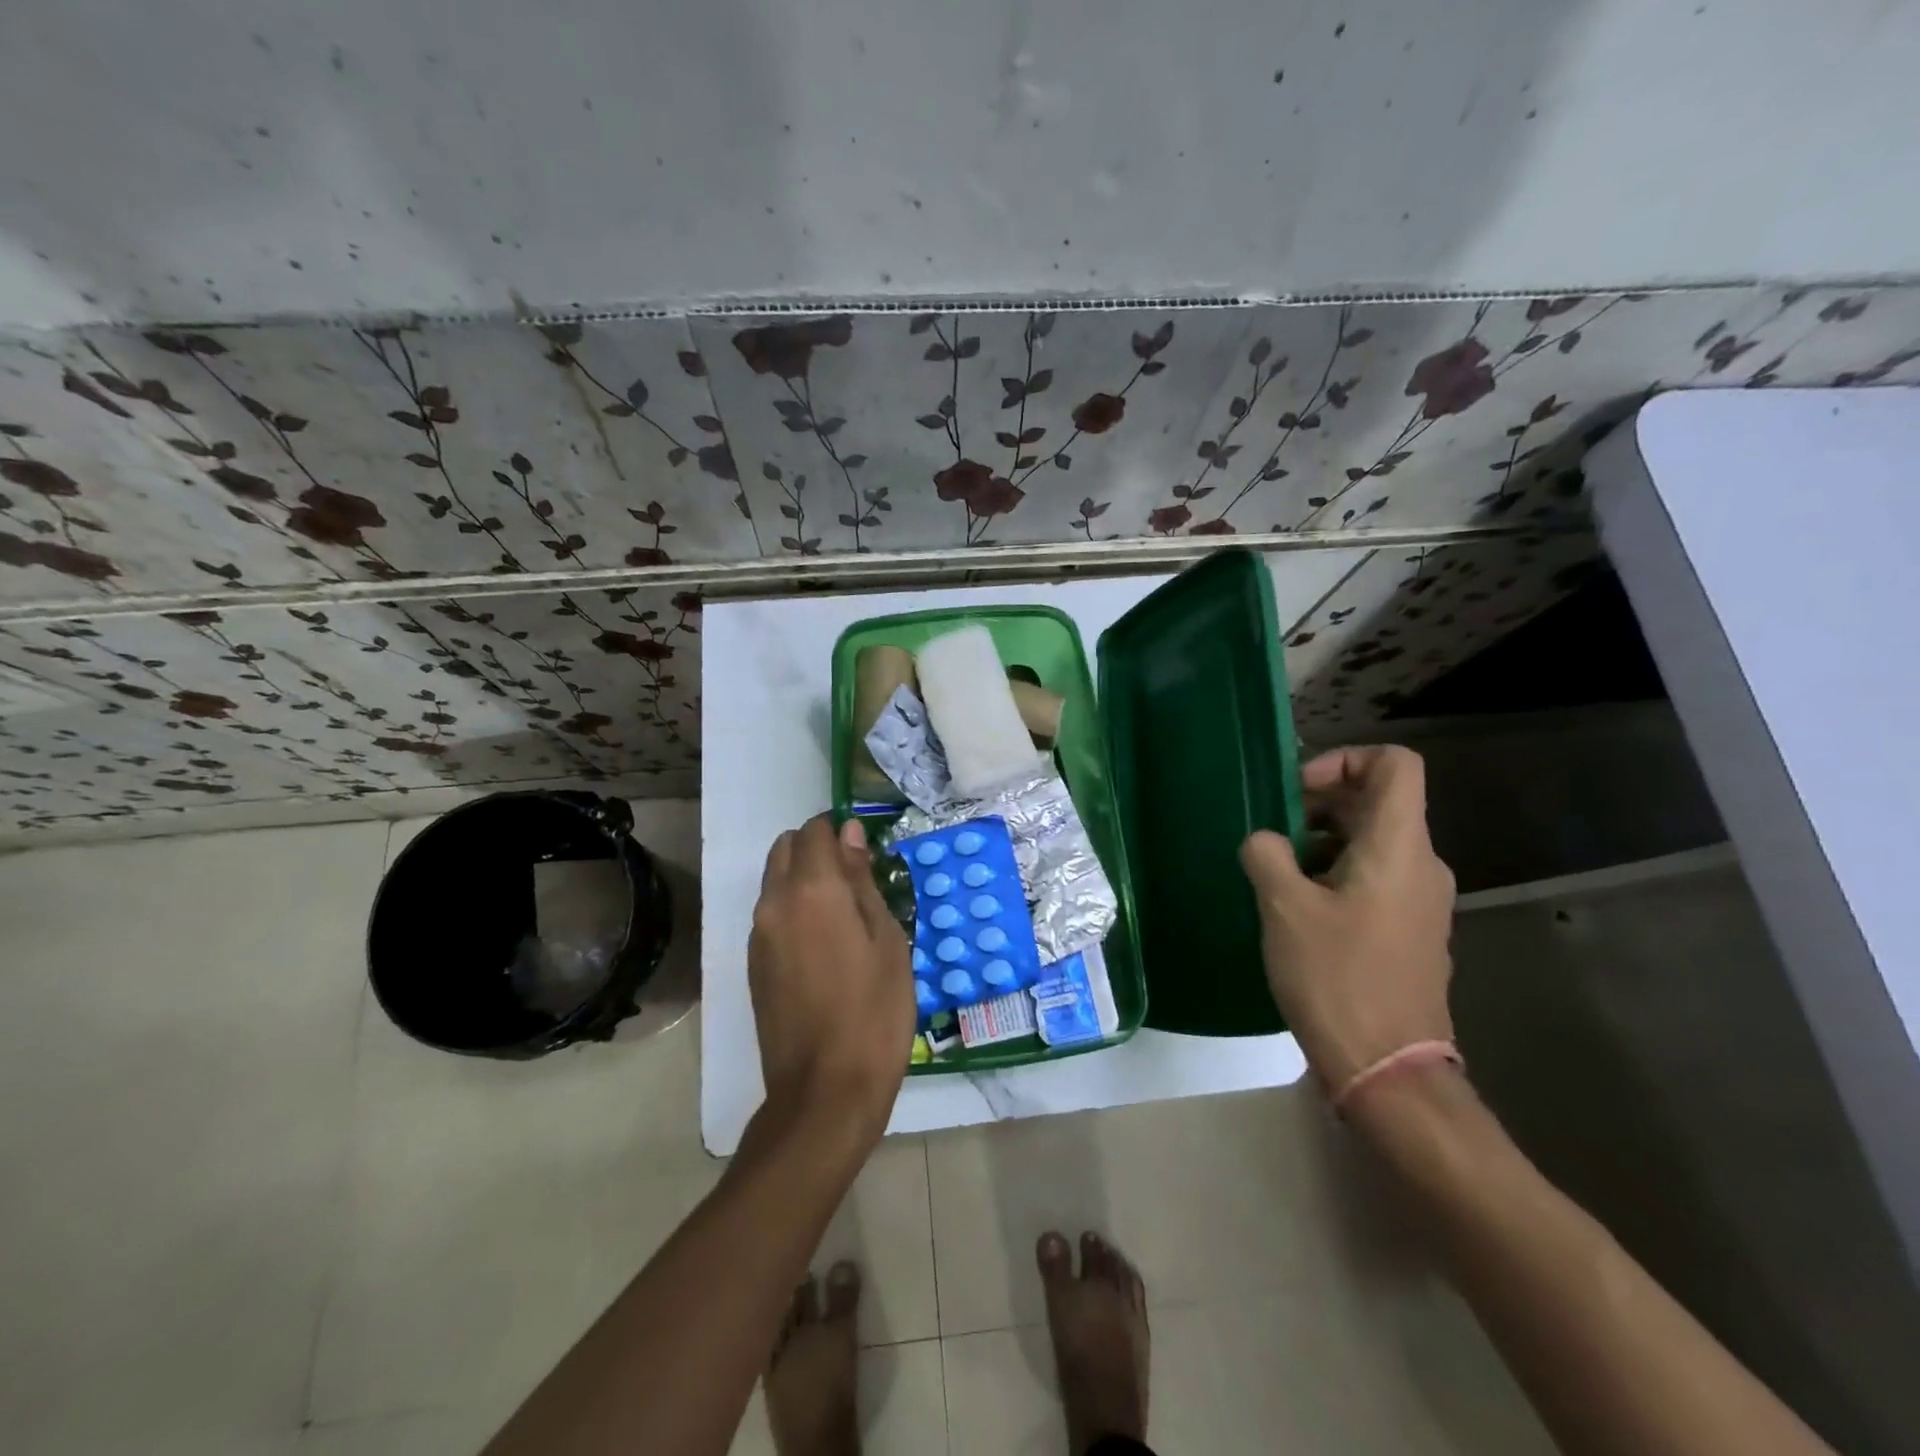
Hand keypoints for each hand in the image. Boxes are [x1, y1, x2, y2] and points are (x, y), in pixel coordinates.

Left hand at [748, 816, 913, 1144]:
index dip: (840, 831)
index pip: (815, 831)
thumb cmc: (873, 1012)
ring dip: (803, 880)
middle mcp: (775, 902)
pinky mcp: (752, 964)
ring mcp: (758, 935)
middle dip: (816, 850)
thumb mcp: (886, 940)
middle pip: (786, 849)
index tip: (865, 853)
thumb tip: (850, 833)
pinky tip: (823, 946)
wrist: (825, 1091)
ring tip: (842, 917)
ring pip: (775, 881)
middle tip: (855, 882)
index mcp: (813, 890)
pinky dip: (792, 910)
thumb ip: (862, 880)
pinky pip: (770, 914)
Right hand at [1240, 746, 1455, 1089]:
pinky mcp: (1410, 931)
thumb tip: (1264, 841)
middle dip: (1319, 806)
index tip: (1299, 792)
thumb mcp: (1284, 907)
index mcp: (1399, 847)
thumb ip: (1266, 854)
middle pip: (1377, 803)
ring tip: (1276, 875)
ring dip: (1321, 844)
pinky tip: (1298, 910)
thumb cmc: (1336, 977)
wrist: (1388, 1068)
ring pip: (1372, 844)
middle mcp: (1422, 865)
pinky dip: (1336, 875)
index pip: (1395, 765)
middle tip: (1272, 835)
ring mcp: (1420, 901)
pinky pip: (1375, 879)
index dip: (1345, 760)